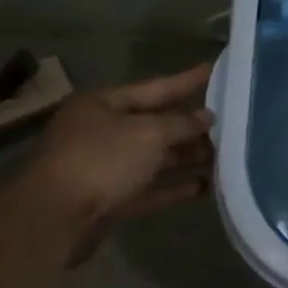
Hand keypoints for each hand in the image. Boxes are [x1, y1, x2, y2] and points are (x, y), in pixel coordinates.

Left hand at [25, 64, 214, 245]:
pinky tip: (203, 186)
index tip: (215, 69)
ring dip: (187, 157)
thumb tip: (207, 116)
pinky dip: (174, 186)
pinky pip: (150, 187)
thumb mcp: (149, 134)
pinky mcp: (111, 198)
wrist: (56, 218)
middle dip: (191, 125)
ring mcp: (105, 166)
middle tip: (231, 121)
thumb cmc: (103, 160)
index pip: (155, 87)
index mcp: (103, 104)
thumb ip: (182, 123)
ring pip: (155, 157)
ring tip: (224, 156)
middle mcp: (102, 131)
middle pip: (156, 124)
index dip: (187, 80)